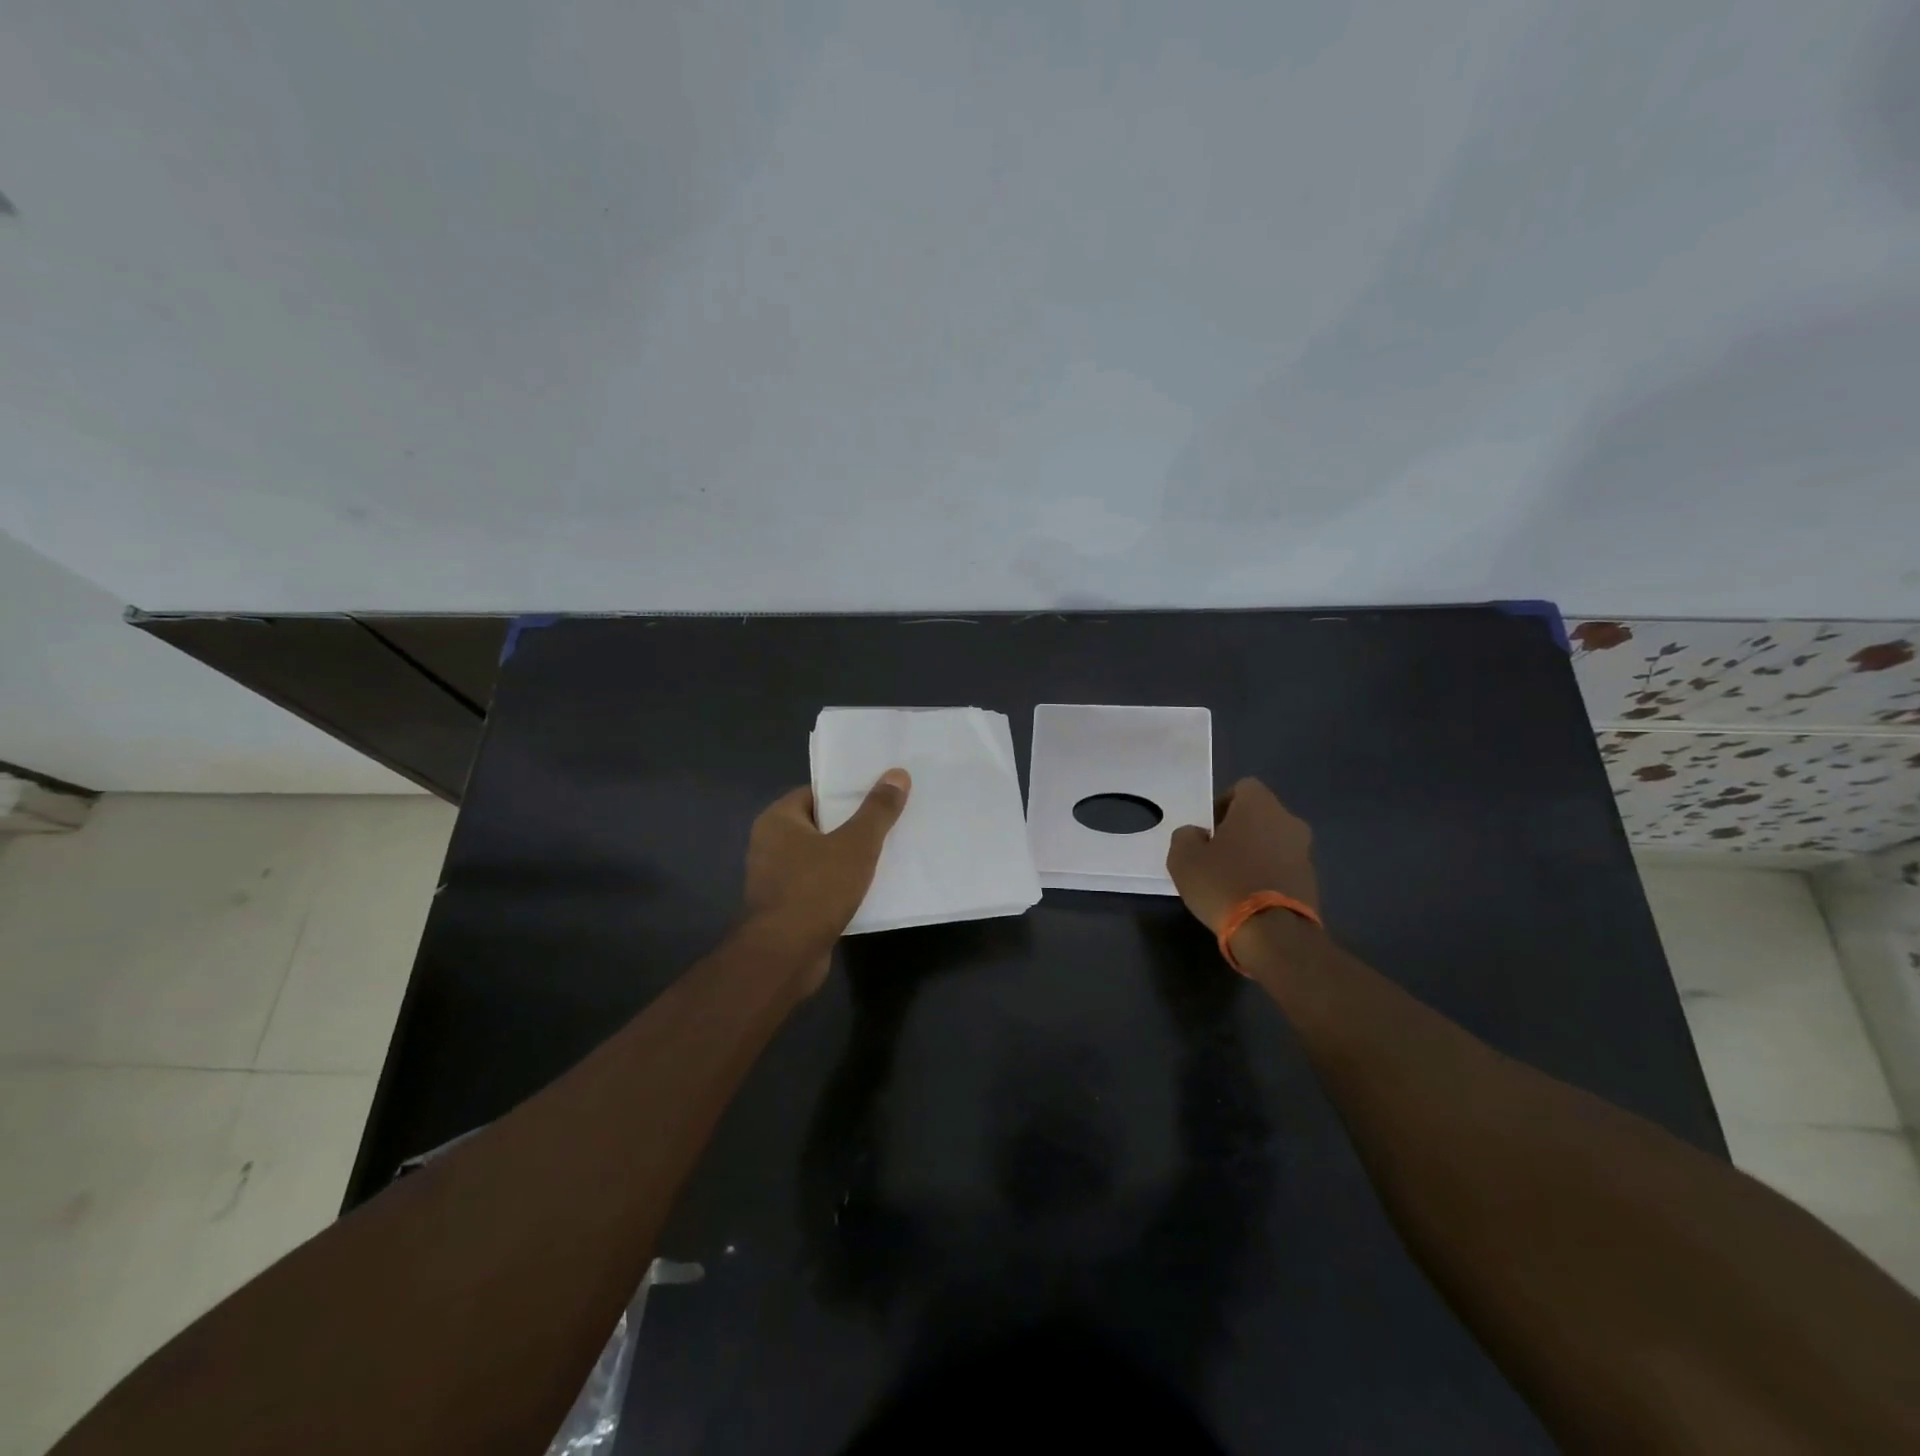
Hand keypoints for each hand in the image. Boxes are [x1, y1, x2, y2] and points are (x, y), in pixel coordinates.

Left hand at [743, 770, 910, 990]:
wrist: (785, 956)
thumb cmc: (816, 890)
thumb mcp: (856, 844)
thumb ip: (877, 810)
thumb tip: (897, 774)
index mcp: (778, 820)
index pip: (817, 792)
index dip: (848, 791)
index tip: (880, 792)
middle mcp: (770, 844)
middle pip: (821, 823)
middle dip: (854, 824)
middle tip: (892, 819)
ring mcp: (776, 878)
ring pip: (822, 856)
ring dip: (850, 856)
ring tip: (889, 850)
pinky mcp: (787, 906)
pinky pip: (820, 884)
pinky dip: (842, 883)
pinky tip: (871, 886)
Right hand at [1166, 778, 1319, 935]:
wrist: (1272, 933)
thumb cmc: (1223, 883)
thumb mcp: (1183, 857)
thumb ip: (1186, 836)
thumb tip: (1197, 835)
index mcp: (1260, 806)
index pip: (1243, 787)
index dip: (1222, 804)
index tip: (1208, 830)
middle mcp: (1289, 821)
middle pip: (1260, 816)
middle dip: (1240, 831)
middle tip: (1217, 855)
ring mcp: (1305, 853)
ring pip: (1274, 843)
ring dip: (1256, 854)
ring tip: (1232, 881)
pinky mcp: (1312, 882)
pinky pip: (1283, 869)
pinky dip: (1268, 877)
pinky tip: (1249, 898)